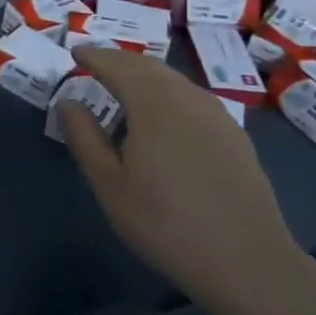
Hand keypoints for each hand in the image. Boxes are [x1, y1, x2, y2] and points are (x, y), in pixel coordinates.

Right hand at [59, 48, 304, 314]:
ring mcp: (217, 114)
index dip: (94, 55)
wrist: (247, 262)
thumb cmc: (165, 223)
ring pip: (174, 80)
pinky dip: (169, 93)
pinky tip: (164, 119)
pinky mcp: (235, 135)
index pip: (118, 64)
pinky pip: (193, 98)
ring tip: (125, 89)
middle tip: (96, 65)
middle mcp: (187, 97)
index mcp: (153, 103)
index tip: (75, 52)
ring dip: (145, 76)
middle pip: (148, 66)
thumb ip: (84, 138)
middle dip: (119, 61)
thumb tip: (68, 102)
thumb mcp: (109, 185)